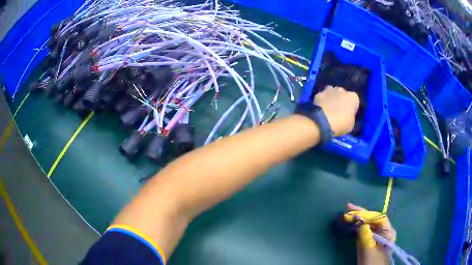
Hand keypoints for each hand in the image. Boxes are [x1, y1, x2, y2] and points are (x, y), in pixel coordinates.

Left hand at [315, 86, 358, 136]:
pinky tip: (319, 109)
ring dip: (331, 97)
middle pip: (342, 94)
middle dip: (341, 100)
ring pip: (331, 92)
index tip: (348, 114)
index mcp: (353, 97)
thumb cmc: (341, 124)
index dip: (351, 107)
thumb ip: (350, 116)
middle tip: (337, 111)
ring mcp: (329, 90)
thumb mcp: (351, 124)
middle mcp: (342, 90)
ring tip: (328, 108)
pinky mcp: (319, 93)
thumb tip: (347, 116)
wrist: (323, 122)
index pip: (354, 100)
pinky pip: (321, 96)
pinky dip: (321, 101)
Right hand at [344, 203, 396, 264]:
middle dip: (361, 213)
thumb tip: (360, 223)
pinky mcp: (370, 239)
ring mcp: (377, 235)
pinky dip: (357, 225)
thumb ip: (366, 237)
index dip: (367, 214)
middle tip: (348, 207)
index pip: (378, 218)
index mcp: (388, 231)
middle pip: (373, 218)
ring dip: (358, 217)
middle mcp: (384, 230)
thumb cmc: (373, 262)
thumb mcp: (369, 250)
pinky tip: (351, 221)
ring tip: (348, 212)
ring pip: (368, 223)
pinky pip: (364, 229)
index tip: (354, 212)